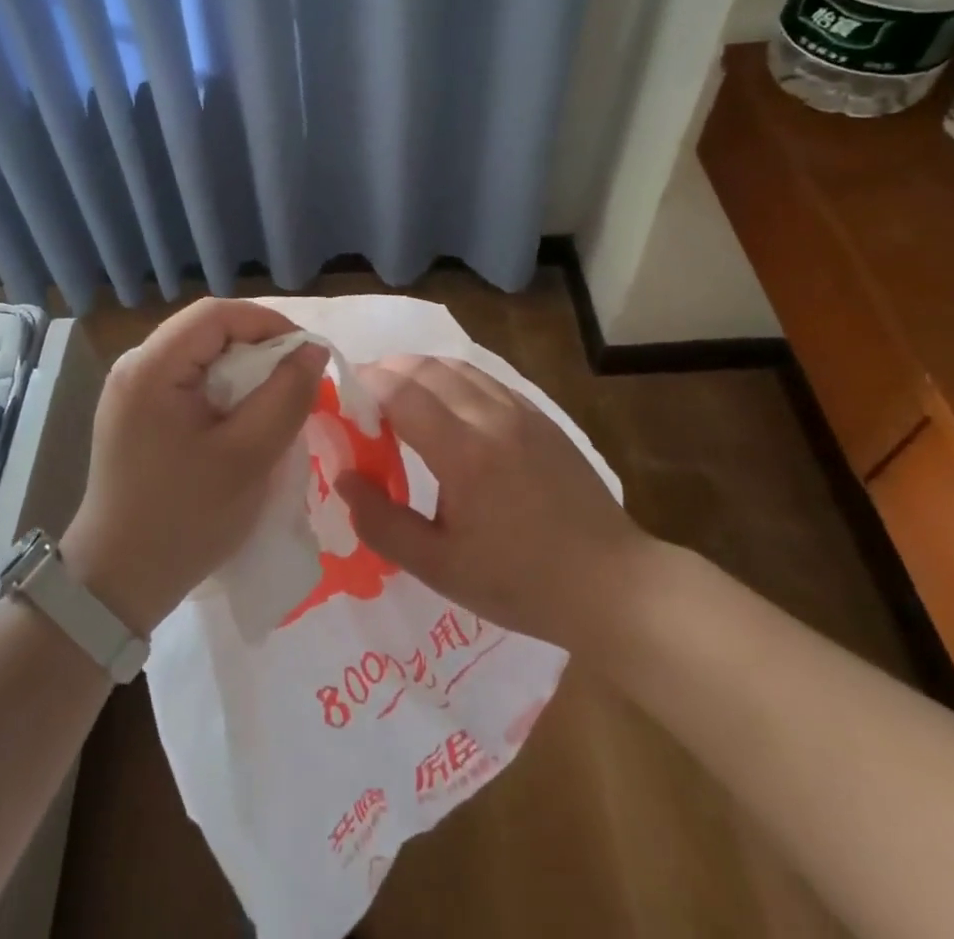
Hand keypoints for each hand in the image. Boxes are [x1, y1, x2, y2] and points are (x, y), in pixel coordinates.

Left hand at [62, 299, 326, 634]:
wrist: (117, 582)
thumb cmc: (184, 519)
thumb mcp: (248, 457)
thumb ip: (285, 396)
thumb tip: (311, 350)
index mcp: (151, 367)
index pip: (216, 314)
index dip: (268, 323)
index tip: (306, 353)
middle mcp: (135, 366)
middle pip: (206, 330)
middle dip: (258, 346)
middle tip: (296, 379)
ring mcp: (131, 390)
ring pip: (200, 355)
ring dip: (243, 369)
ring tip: (276, 398)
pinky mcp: (136, 413)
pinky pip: (188, 381)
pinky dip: (223, 389)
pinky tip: (242, 419)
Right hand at [334, 356, 648, 649]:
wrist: (611, 584)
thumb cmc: (519, 582)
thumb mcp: (440, 567)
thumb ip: (382, 522)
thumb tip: (343, 478)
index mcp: (463, 451)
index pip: (402, 392)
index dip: (367, 383)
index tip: (342, 393)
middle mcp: (490, 417)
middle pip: (428, 369)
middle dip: (389, 369)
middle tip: (364, 390)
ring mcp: (521, 413)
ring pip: (459, 368)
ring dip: (421, 370)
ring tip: (399, 391)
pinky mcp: (541, 419)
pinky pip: (487, 381)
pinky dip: (454, 379)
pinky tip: (449, 404)